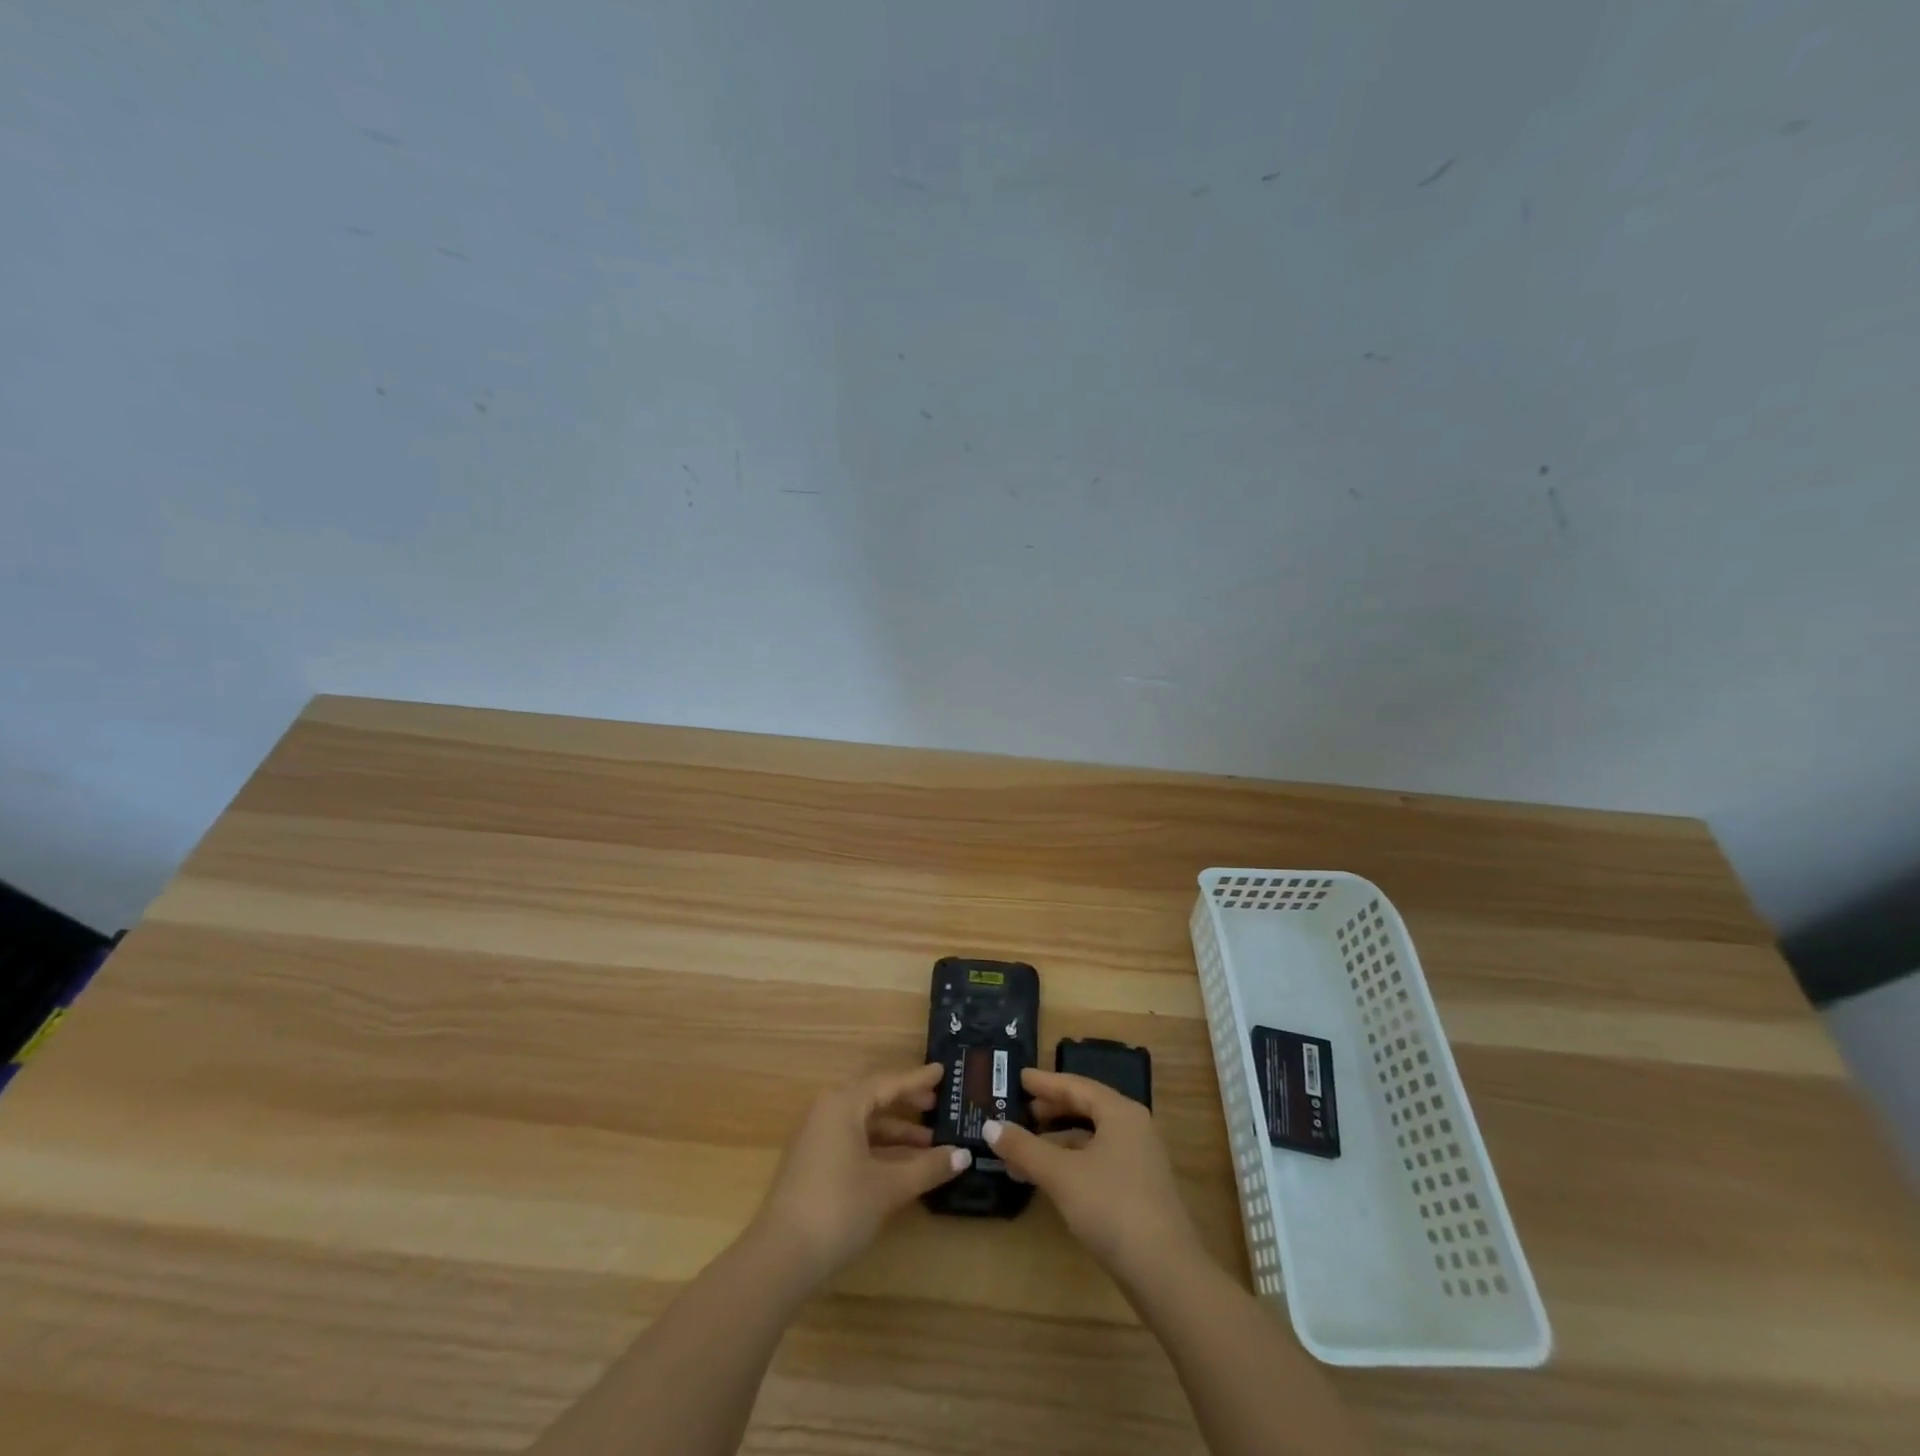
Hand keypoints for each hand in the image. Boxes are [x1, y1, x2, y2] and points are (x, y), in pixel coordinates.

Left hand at [753, 1063, 971, 1283]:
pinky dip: (879, 1149)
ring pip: (863, 1124)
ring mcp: (816, 1139)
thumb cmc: (839, 1208)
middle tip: (937, 1104)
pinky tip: (902, 1166)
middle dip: (906, 1102)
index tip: (942, 1072)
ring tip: (930, 1143)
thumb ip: (928, 1167)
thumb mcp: (889, 1187)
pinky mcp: (813, 1164)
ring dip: (895, 1132)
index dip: (917, 1079)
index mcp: (843, 1104)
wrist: (780, 1259)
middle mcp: (827, 1112)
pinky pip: (853, 1142)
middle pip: (874, 1098)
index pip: (888, 1082)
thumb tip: (964, 1155)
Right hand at [983, 1069, 1201, 1281]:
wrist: (1165, 1274)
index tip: (1019, 1077)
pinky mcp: (1138, 1191)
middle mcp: (1133, 1128)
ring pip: (1090, 1139)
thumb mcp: (1061, 1174)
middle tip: (1019, 1110)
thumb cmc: (1111, 1207)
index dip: (1045, 1082)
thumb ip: (1024, 1148)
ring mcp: (1139, 1161)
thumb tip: (990, 1126)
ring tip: (1021, 1151)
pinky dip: (1070, 1163)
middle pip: (1086, 1109)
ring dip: (1056, 1143)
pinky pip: (1097, 1162)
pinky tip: (1048, 1179)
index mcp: (1120, 1112)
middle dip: (1050, 1111)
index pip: (1077, 1085)